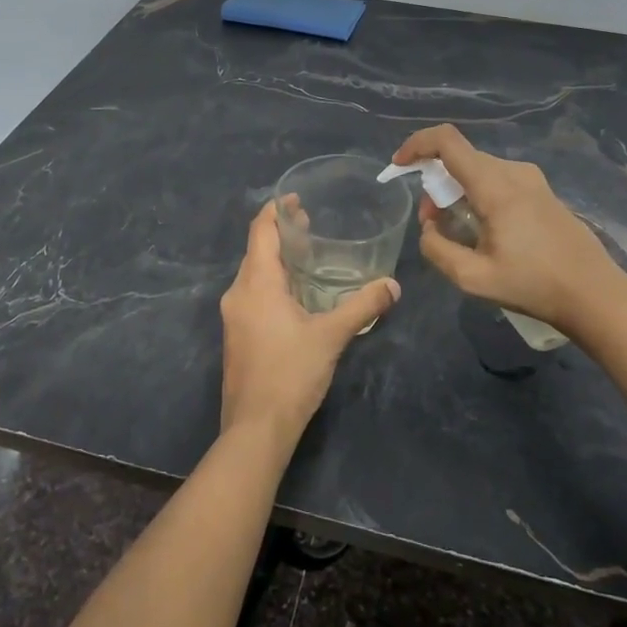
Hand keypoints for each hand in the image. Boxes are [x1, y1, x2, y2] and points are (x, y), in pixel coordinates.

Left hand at [219, 200, 398, 444]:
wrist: (255, 428)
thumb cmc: (291, 374)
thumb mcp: (332, 336)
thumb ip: (363, 306)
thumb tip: (393, 285)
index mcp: (256, 284)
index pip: (260, 231)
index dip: (276, 210)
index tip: (296, 198)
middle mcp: (238, 293)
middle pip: (256, 251)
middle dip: (281, 234)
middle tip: (311, 225)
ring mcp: (233, 316)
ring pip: (253, 275)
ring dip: (277, 260)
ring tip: (308, 256)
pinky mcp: (236, 335)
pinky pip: (252, 295)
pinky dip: (272, 283)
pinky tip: (296, 295)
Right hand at [392, 124, 626, 332]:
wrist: (594, 294)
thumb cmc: (533, 285)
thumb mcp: (473, 278)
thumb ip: (437, 248)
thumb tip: (429, 226)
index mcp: (495, 187)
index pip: (447, 141)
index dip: (416, 145)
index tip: (400, 166)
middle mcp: (514, 172)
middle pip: (461, 158)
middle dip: (435, 182)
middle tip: (432, 221)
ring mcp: (533, 180)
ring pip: (479, 169)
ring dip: (457, 190)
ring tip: (457, 230)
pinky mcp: (543, 192)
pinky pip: (499, 179)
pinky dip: (478, 194)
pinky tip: (485, 230)